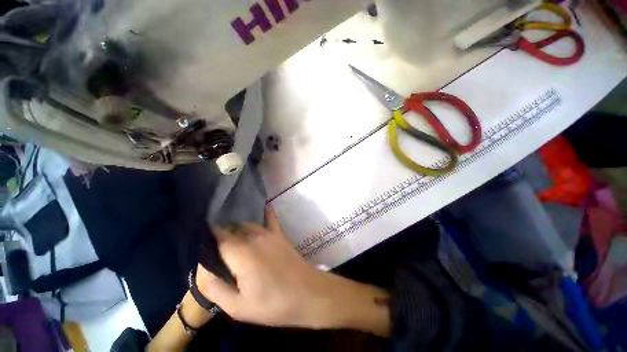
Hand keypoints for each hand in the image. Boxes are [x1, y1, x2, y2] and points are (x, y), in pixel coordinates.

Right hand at [196, 209, 390, 335]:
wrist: (306, 293)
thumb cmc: (272, 304)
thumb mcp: (237, 307)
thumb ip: (215, 288)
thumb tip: (202, 270)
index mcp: (240, 253)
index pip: (219, 236)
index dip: (208, 234)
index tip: (199, 235)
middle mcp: (254, 237)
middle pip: (232, 228)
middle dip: (221, 232)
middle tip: (212, 241)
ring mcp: (269, 233)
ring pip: (247, 224)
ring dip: (237, 226)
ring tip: (229, 231)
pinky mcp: (280, 235)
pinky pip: (271, 219)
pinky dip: (265, 213)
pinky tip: (262, 207)